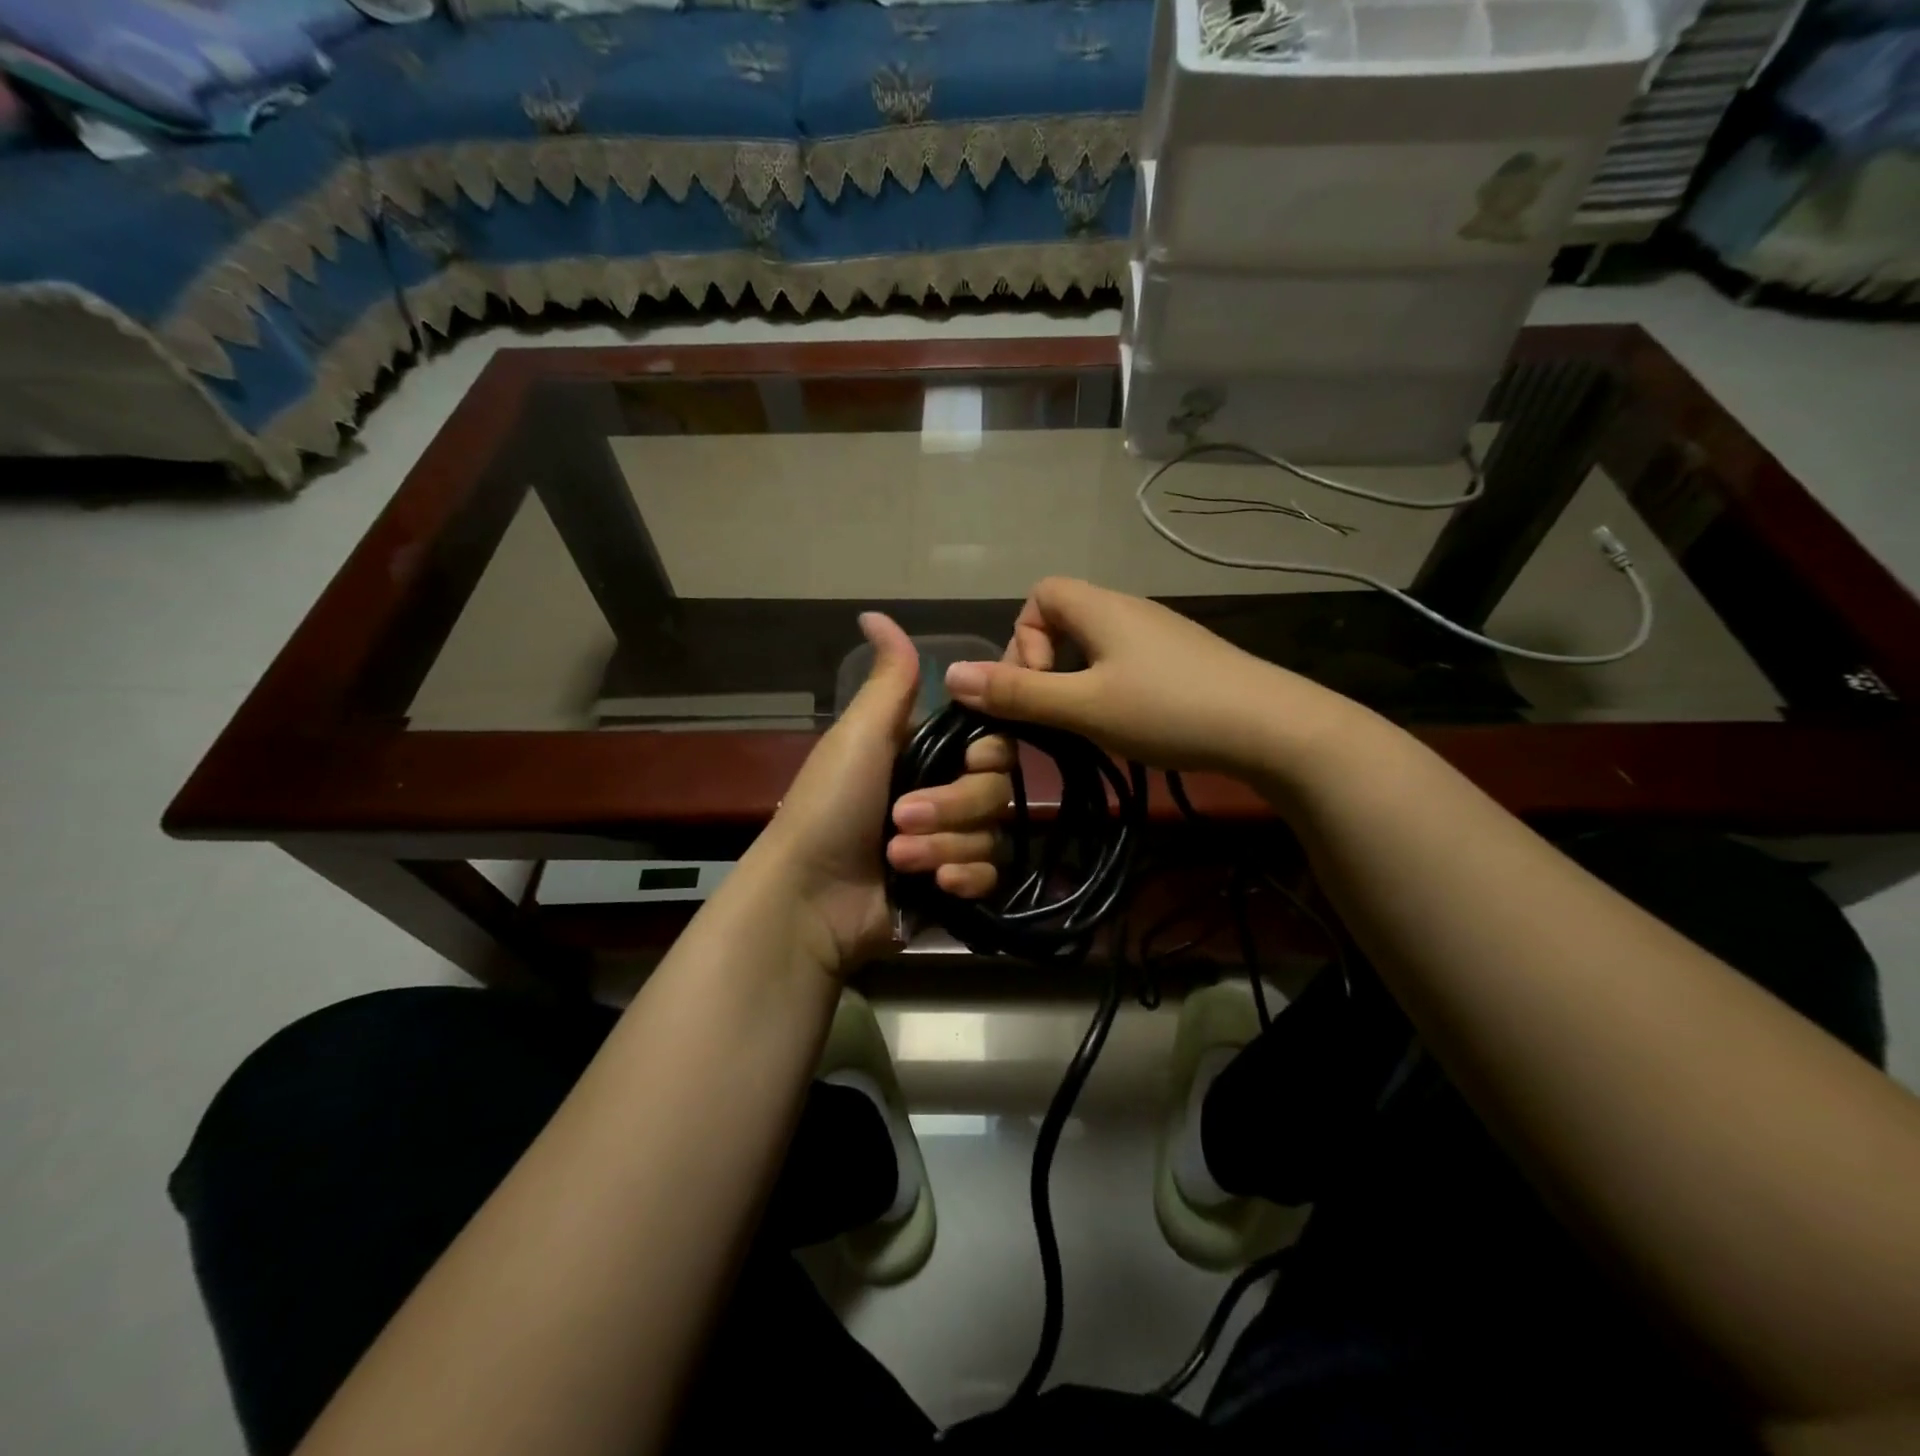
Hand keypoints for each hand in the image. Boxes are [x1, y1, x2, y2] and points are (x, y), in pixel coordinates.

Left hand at [757, 613, 1010, 973]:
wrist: (807, 897)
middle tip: (901, 819)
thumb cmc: (830, 805)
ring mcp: (950, 843)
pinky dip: (963, 880)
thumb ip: (890, 679)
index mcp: (926, 755)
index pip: (993, 744)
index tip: (967, 760)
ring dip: (946, 847)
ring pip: (993, 836)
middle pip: (996, 792)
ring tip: (898, 859)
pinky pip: (990, 876)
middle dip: (952, 808)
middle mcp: (944, 794)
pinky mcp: (953, 888)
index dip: (985, 755)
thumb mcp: (860, 734)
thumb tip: (875, 612)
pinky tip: (936, 887)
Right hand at [939, 577, 1352, 775]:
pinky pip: (1124, 661)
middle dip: (1045, 664)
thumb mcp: (1083, 705)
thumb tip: (950, 675)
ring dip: (1076, 681)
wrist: (1272, 727)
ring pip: (1095, 645)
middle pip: (1064, 619)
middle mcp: (1128, 610)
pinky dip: (1108, 687)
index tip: (1034, 685)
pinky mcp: (1182, 660)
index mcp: (1101, 607)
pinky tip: (1125, 722)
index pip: (1040, 595)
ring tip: (1085, 722)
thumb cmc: (1168, 709)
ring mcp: (1160, 635)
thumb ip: (1017, 692)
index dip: (1022, 638)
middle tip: (1053, 712)